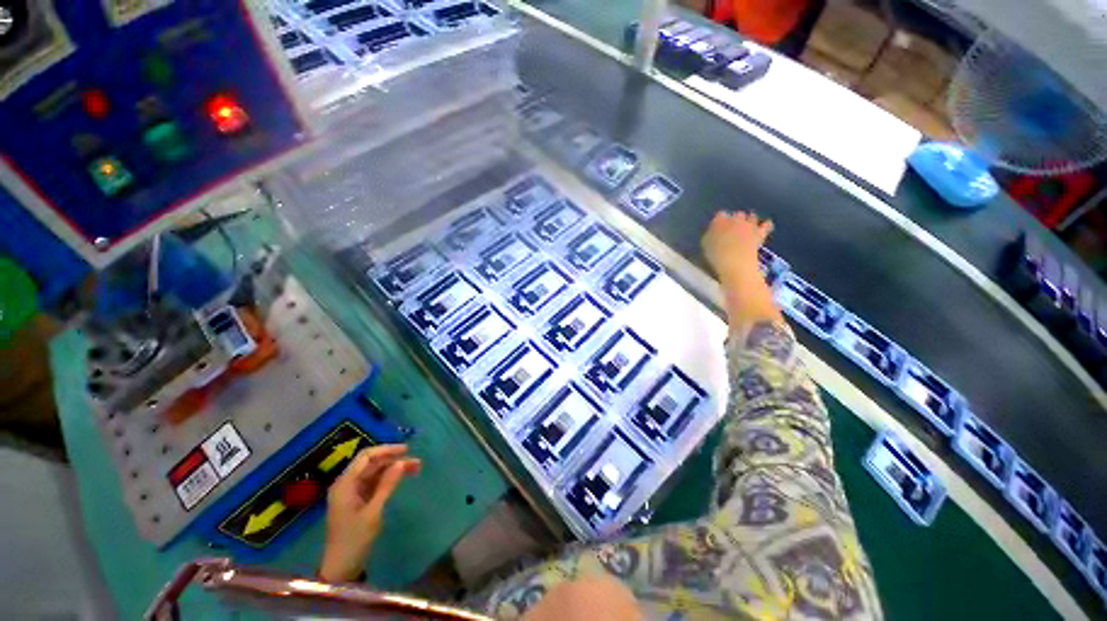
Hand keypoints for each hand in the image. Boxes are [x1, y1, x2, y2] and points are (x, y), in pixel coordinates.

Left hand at [319, 445, 420, 581]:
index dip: (387, 450)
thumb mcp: (373, 512)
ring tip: (416, 468)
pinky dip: (389, 478)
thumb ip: (387, 485)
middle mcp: (347, 484)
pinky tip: (403, 478)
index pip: (366, 457)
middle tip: (416, 462)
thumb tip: (401, 462)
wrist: (341, 567)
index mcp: (345, 484)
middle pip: (372, 463)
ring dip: (394, 468)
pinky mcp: (358, 500)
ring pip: (376, 472)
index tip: (406, 449)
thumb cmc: (355, 539)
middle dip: (394, 459)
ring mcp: (353, 492)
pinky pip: (375, 482)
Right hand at [701, 211, 772, 284]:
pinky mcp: (760, 233)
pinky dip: (766, 225)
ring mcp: (749, 225)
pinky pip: (766, 225)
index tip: (718, 227)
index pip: (720, 215)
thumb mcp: (706, 244)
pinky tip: (765, 225)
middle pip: (737, 214)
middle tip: (733, 228)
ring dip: (750, 220)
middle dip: (736, 219)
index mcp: (719, 221)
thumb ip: (710, 234)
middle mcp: (735, 219)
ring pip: (751, 216)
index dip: (720, 220)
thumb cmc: (715, 255)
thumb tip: (713, 231)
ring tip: (748, 226)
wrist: (735, 262)